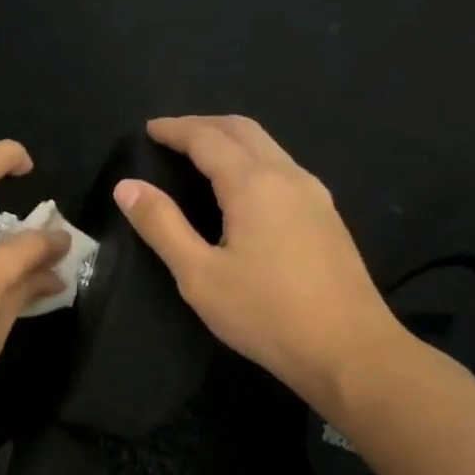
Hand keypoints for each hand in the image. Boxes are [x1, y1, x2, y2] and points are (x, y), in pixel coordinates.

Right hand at [112, 115, 403, 409]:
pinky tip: (241, 187)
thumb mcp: (198, 275)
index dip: (175, 129)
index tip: (148, 129)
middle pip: (243, 130)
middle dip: (204, 125)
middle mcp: (288, 176)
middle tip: (171, 135)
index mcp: (254, 184)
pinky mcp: (326, 216)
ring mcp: (314, 195)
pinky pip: (282, 168)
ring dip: (230, 140)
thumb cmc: (265, 313)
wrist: (348, 349)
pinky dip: (251, 160)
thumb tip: (126, 186)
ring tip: (200, 154)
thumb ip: (162, 226)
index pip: (207, 138)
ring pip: (268, 147)